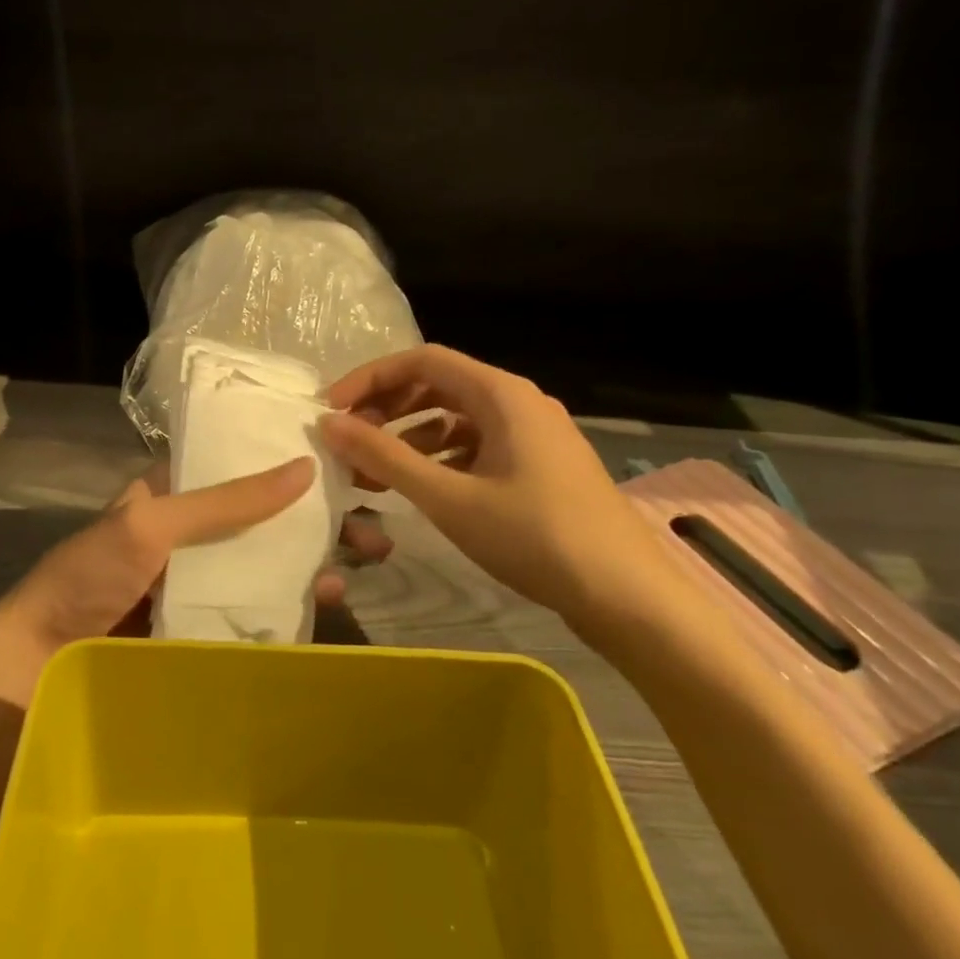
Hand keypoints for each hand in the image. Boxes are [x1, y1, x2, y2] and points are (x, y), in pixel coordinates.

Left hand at [0, 458, 390, 698]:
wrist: (37, 668)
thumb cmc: (89, 576)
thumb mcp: (151, 523)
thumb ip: (225, 500)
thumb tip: (303, 467)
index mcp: (172, 495)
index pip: (239, 465)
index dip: (286, 460)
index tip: (341, 461)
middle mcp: (192, 533)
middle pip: (265, 516)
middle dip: (318, 514)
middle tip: (373, 518)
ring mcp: (201, 582)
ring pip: (269, 560)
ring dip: (317, 555)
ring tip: (368, 556)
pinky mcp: (206, 626)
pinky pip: (259, 607)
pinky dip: (296, 600)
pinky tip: (331, 597)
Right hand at [318, 345, 719, 650]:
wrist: (629, 597)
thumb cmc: (536, 537)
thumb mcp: (449, 497)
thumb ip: (385, 456)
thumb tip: (330, 423)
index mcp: (501, 393)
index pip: (421, 361)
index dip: (370, 378)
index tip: (332, 409)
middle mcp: (518, 402)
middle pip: (437, 385)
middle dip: (387, 408)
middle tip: (348, 441)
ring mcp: (532, 435)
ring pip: (456, 418)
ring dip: (409, 437)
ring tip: (372, 471)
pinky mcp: (538, 466)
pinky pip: (476, 445)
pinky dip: (440, 458)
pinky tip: (419, 488)